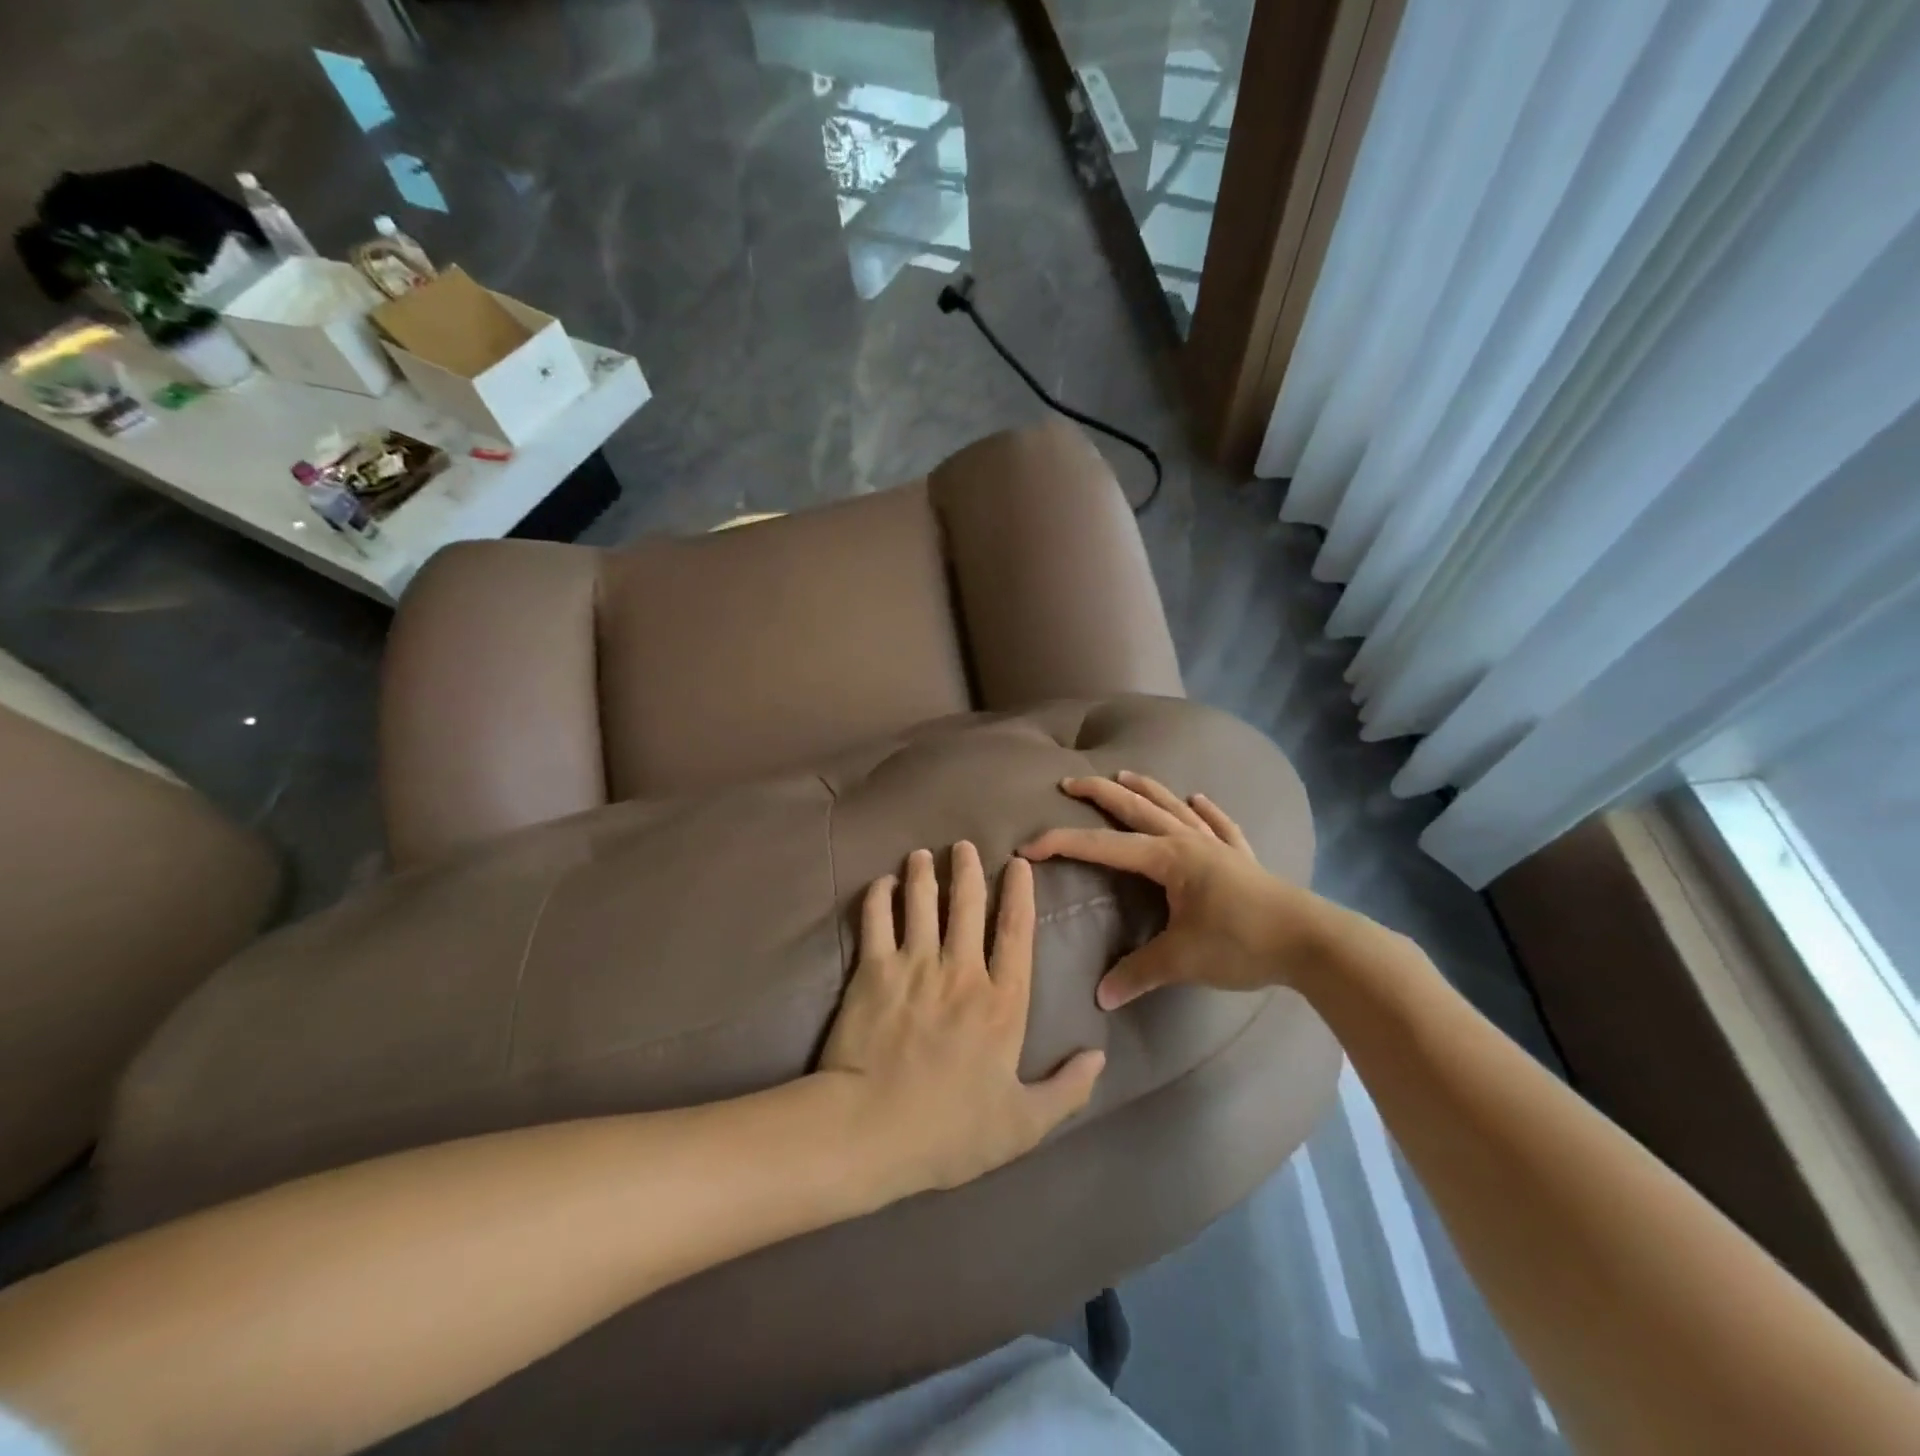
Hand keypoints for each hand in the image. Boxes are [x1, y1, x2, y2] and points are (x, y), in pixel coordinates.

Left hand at [819, 842, 1106, 1193]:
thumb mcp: (1023, 1125)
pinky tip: (882, 884)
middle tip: (963, 845)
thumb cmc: (950, 1132)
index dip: (1019, 893)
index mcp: (1002, 1001)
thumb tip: (1100, 1056)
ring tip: (922, 854)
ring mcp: (914, 965)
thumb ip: (1067, 1090)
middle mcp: (961, 970)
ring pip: (921, 902)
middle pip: (967, 904)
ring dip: (923, 873)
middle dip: (967, 868)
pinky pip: (876, 920)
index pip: (1017, 931)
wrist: (871, 1130)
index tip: (1018, 864)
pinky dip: (879, 897)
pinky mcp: (872, 971)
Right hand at [1022, 771, 1345, 1007]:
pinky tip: (1200, 799)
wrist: (1312, 943)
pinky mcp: (1243, 859)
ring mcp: (1218, 846)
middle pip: (1136, 810)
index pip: (1104, 847)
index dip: (1063, 844)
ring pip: (1175, 809)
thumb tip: (1101, 996)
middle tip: (1070, 783)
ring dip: (1147, 790)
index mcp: (1168, 858)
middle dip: (1100, 794)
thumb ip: (1139, 973)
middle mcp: (1189, 842)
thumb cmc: (1241, 943)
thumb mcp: (1182, 960)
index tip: (1029, 846)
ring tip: (1124, 775)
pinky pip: (1221, 826)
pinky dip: (1208, 811)